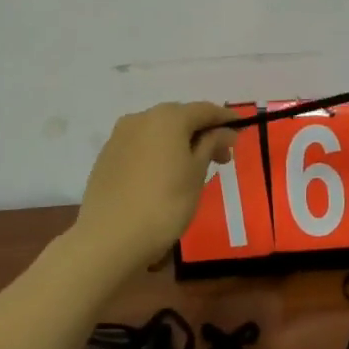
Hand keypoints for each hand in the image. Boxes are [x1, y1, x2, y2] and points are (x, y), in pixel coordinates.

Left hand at [76, 102, 238, 269]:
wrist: (109, 238)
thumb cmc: (164, 204)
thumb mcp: (197, 173)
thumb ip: (211, 145)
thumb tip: (224, 132)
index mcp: (167, 118)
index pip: (204, 110)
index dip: (226, 119)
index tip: (242, 129)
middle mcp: (141, 118)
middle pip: (179, 117)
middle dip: (202, 132)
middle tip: (221, 157)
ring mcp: (119, 137)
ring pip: (158, 131)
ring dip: (179, 142)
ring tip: (193, 168)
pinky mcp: (106, 157)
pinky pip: (141, 146)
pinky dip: (158, 152)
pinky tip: (165, 175)